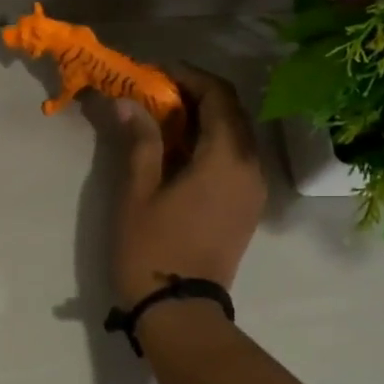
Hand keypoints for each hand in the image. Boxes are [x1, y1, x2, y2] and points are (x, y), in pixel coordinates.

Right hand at [112, 66, 266, 308]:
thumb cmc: (152, 248)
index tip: (155, 74)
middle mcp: (251, 167)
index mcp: (226, 157)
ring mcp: (254, 190)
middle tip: (156, 96)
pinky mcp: (248, 208)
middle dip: (196, 95)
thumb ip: (140, 141)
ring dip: (204, 121)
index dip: (187, 76)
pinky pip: (236, 161)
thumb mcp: (138, 192)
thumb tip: (129, 102)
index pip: (218, 95)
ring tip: (164, 123)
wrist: (179, 309)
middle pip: (231, 113)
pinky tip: (181, 155)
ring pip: (236, 137)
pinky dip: (212, 146)